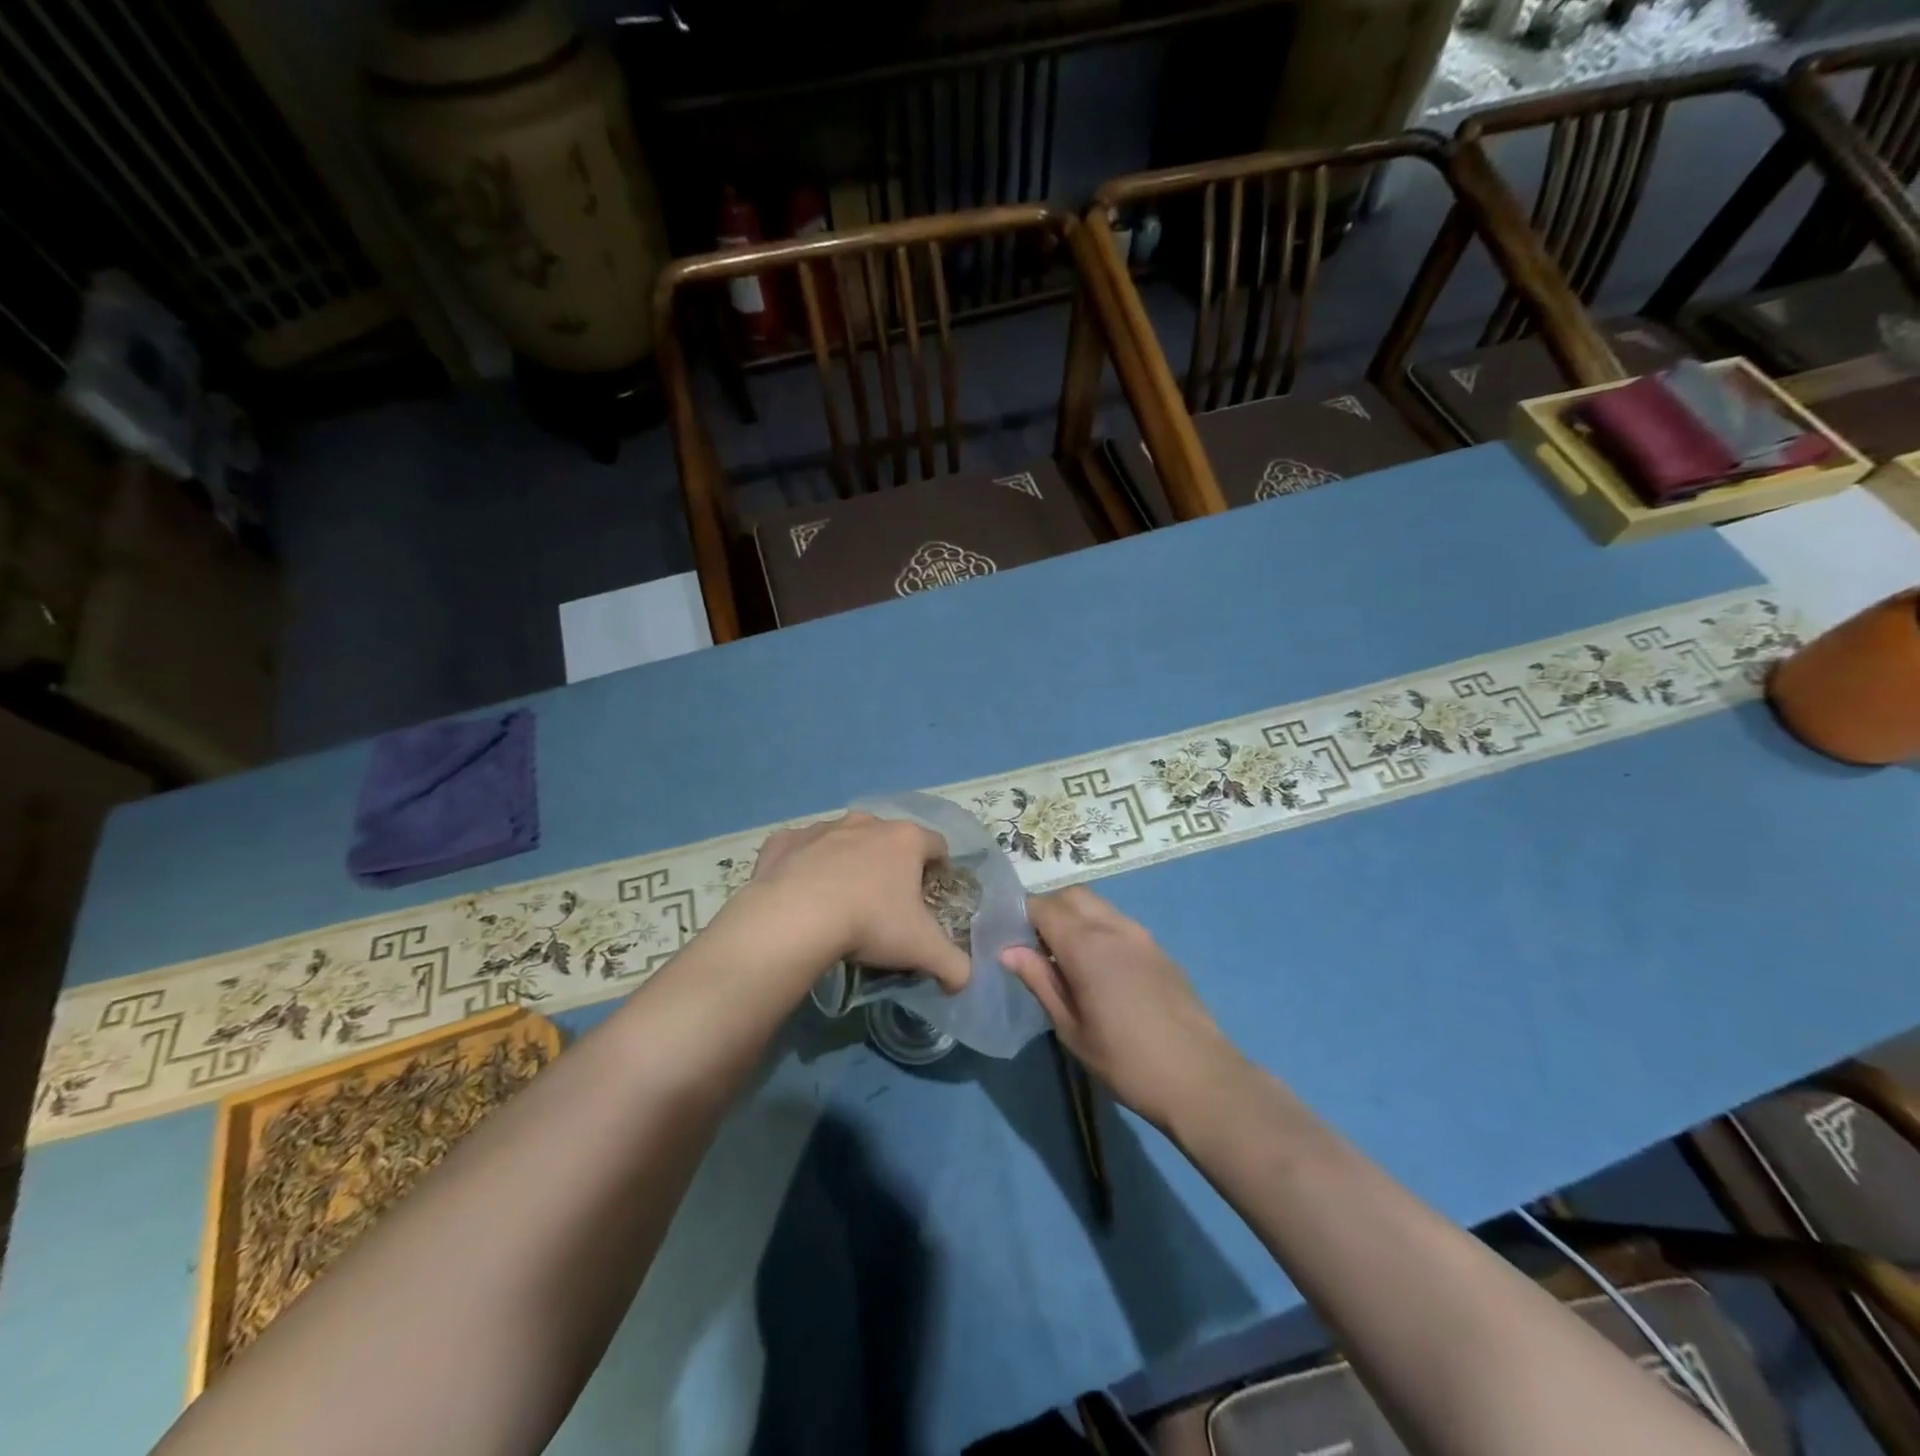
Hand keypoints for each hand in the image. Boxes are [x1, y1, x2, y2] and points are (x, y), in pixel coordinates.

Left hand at [738, 812, 970, 992]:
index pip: (936, 846)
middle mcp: (866, 822)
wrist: (794, 918)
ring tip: (840, 901)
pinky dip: (804, 866)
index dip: (938, 870)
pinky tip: (801, 895)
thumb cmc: (869, 923)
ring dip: (847, 862)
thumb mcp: (922, 949)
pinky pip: (801, 850)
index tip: (929, 897)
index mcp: (905, 839)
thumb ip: (953, 964)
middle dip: (890, 865)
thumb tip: (963, 981)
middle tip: (885, 905)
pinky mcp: (784, 840)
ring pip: (844, 840)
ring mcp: (822, 828)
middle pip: (889, 839)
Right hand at [1001, 887, 1245, 1130]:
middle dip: (1048, 908)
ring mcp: (1142, 936)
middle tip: (1034, 945)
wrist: (1201, 1079)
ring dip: (1075, 916)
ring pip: (1098, 905)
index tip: (1008, 937)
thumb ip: (1040, 981)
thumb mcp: (1071, 1029)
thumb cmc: (1126, 1061)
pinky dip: (1098, 928)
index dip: (1021, 915)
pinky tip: (1098, 968)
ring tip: (1064, 957)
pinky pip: (1119, 923)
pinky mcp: (1159, 950)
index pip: (1043, 906)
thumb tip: (1008, 951)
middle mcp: (1114, 928)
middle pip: (1072, 895)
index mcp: (1086, 945)